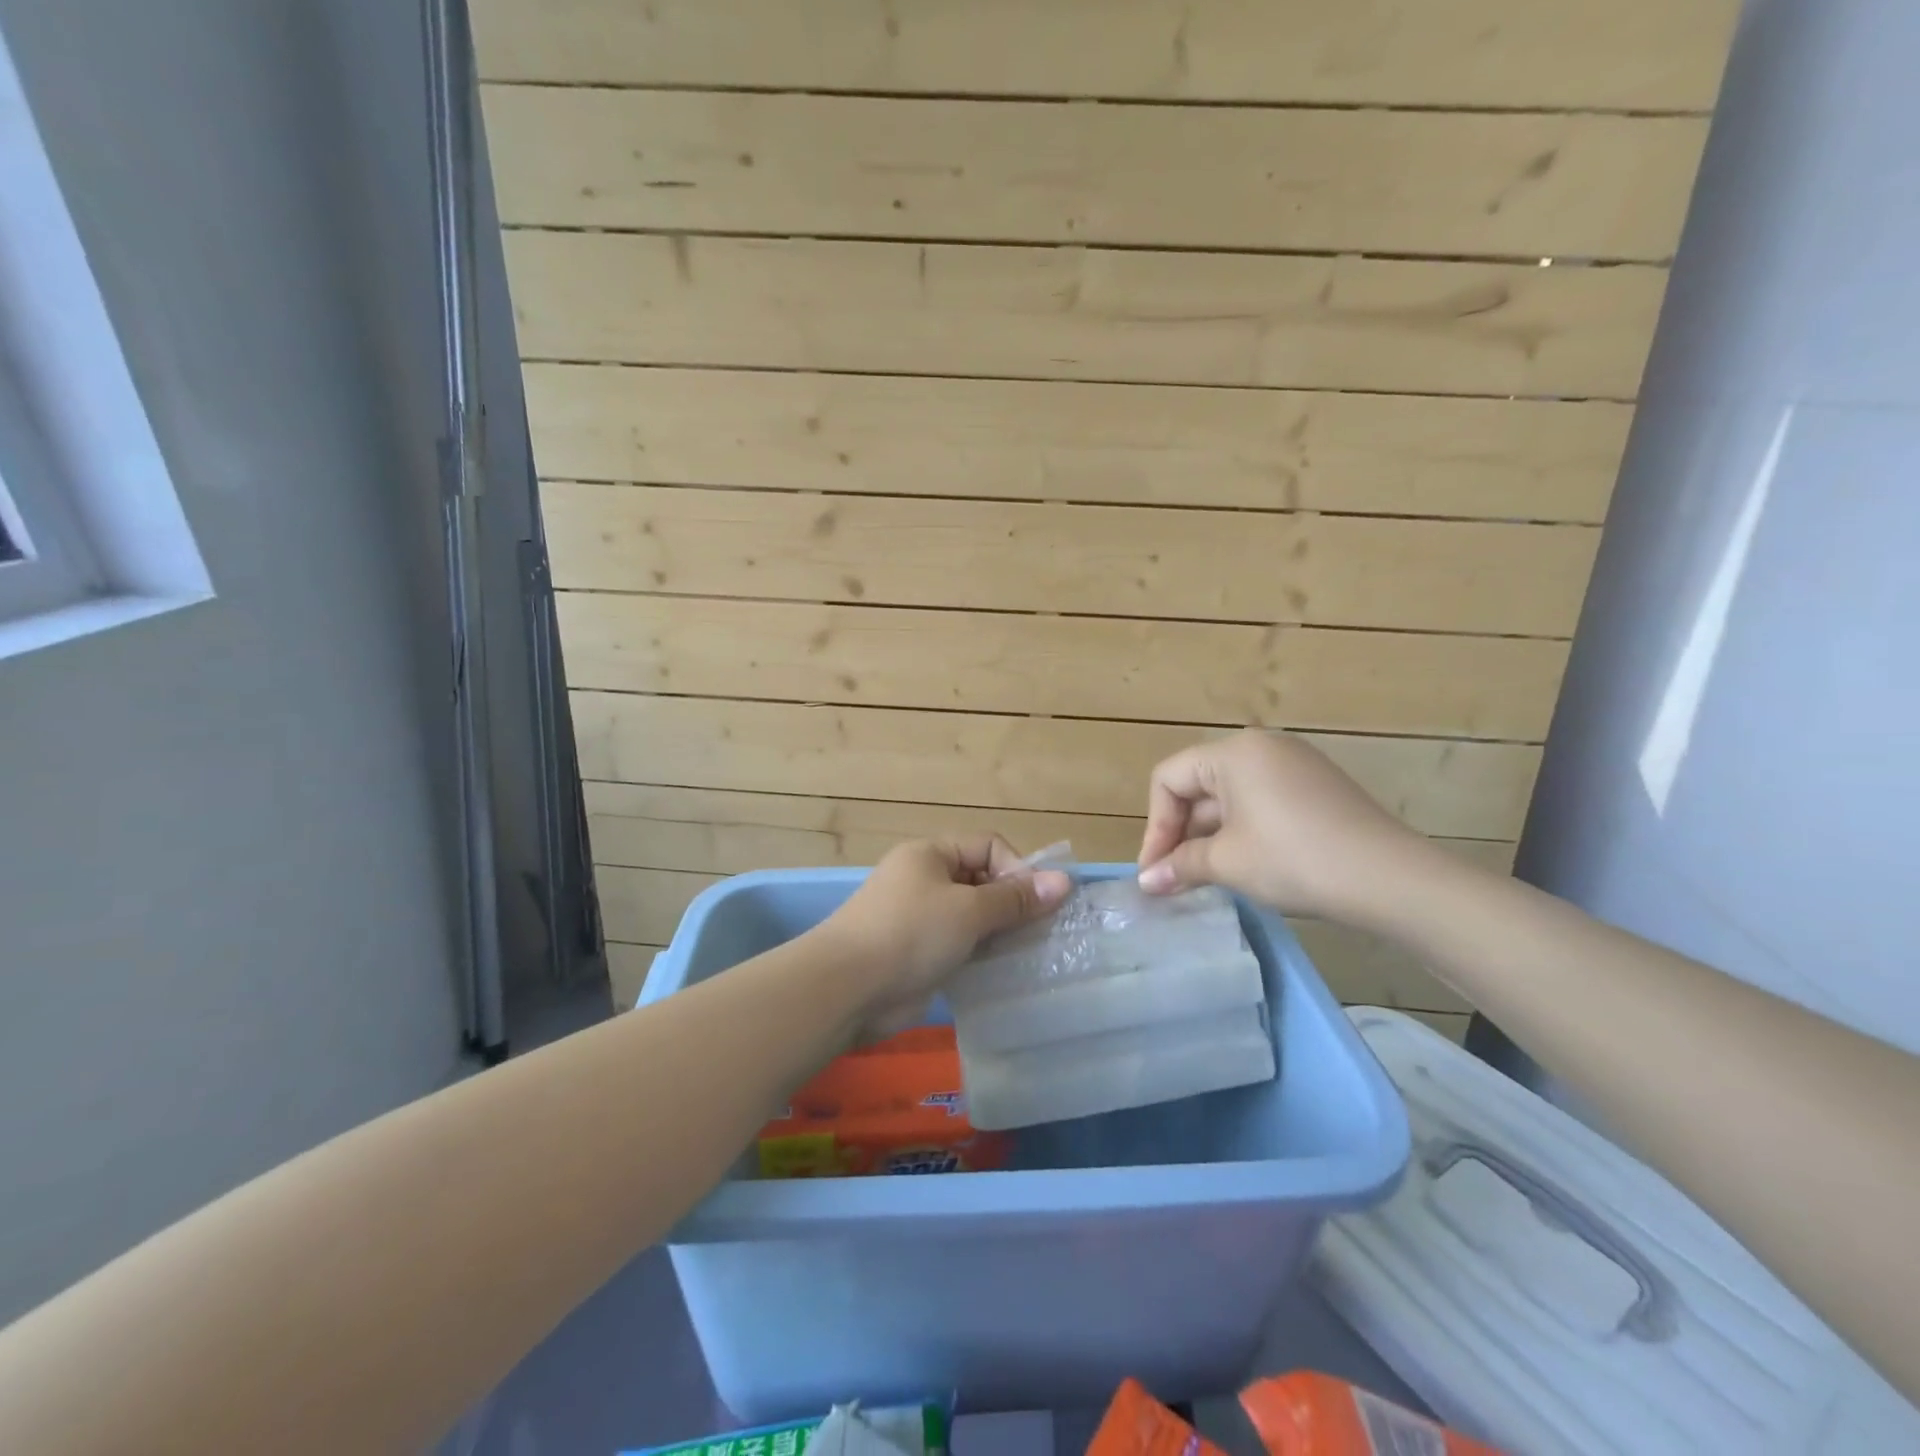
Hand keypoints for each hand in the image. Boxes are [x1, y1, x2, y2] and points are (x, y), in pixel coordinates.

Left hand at [820, 836, 1071, 1030]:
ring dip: (999, 932)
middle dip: (1011, 903)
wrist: (849, 988)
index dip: (1017, 870)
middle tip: (1039, 932)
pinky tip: (1001, 972)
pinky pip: (960, 946)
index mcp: (931, 854)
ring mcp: (920, 919)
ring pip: (973, 917)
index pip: (988, 847)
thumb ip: (1016, 898)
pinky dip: (981, 955)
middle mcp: (925, 880)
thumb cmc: (911, 933)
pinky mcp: (918, 954)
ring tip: (1026, 953)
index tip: (1036, 904)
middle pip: (982, 881)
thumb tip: (1064, 882)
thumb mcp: (969, 910)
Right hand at [1136, 729, 1432, 920]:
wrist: (1392, 880)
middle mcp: (1262, 747)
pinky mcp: (1317, 788)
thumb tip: (1145, 882)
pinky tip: (1244, 865)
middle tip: (1173, 878)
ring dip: (1209, 836)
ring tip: (1203, 877)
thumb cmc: (1295, 860)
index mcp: (1234, 752)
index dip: (1155, 826)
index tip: (1155, 870)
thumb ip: (1179, 865)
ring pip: (1230, 797)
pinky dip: (1242, 831)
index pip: (1169, 779)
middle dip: (1181, 833)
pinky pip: (1261, 802)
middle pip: (1199, 785)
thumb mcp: (1228, 862)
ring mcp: (1295, 765)